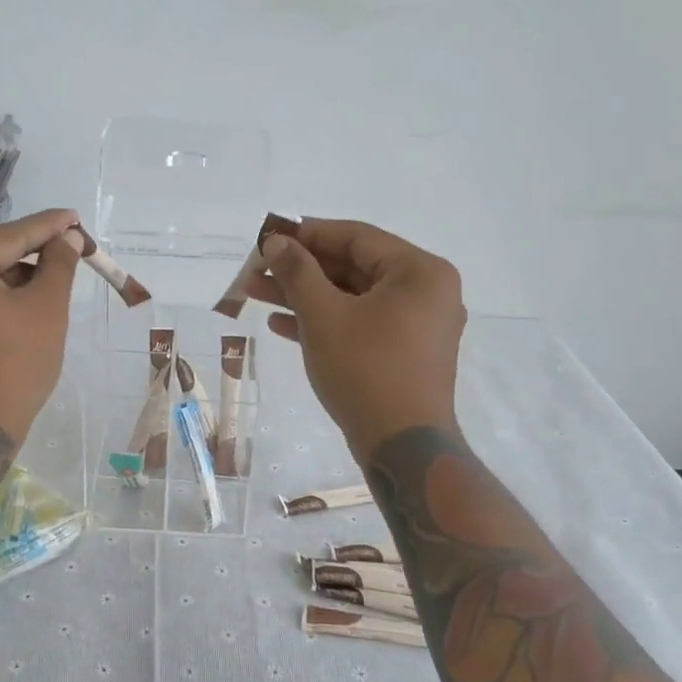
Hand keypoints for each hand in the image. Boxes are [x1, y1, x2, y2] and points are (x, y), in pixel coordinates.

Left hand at [0, 208, 81, 440]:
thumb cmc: (13, 367)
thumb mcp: (46, 309)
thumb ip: (58, 264)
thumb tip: (66, 235)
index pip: (11, 235)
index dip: (50, 227)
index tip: (75, 218)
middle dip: (29, 256)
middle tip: (68, 255)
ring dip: (9, 279)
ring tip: (48, 287)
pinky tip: (15, 308)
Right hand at [245, 218, 465, 463]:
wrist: (401, 446)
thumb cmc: (365, 370)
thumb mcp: (323, 315)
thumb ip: (298, 272)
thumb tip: (275, 242)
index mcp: (419, 272)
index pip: (357, 237)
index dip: (308, 234)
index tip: (269, 236)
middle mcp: (426, 292)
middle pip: (353, 268)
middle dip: (300, 269)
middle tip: (256, 269)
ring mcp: (417, 326)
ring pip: (352, 298)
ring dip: (304, 296)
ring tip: (255, 293)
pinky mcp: (403, 354)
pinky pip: (361, 324)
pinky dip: (324, 322)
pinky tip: (281, 325)